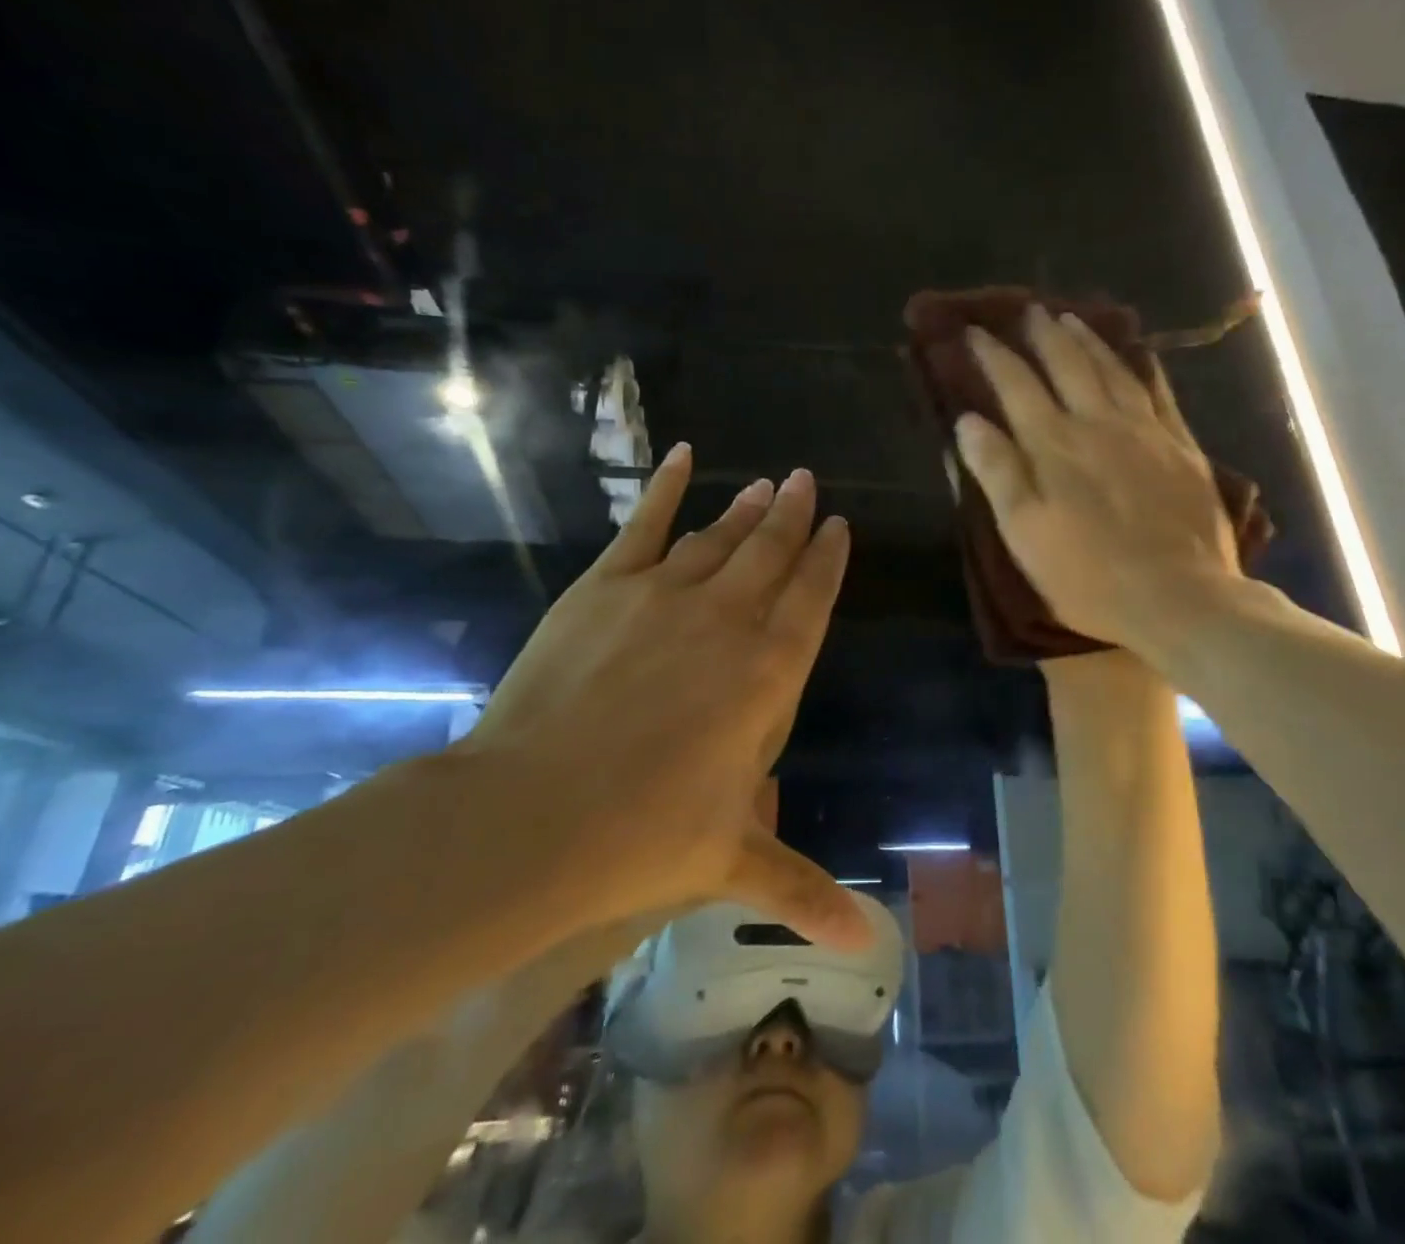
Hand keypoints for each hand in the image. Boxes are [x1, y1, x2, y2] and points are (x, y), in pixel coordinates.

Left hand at [463, 446, 865, 948]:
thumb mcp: (734, 864)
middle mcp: (729, 619)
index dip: (827, 559)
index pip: (812, 599)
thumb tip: (873, 947)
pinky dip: (666, 488)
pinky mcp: (606, 586)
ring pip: (720, 537)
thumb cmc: (645, 837)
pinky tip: (684, 456)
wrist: (531, 815)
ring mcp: (666, 594)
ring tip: (766, 483)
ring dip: (747, 508)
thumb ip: (805, 891)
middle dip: (794, 516)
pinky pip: (645, 524)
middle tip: (807, 481)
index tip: (837, 527)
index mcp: (769, 673)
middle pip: (772, 553)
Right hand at [955, 304, 1245, 653]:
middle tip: (1027, 311)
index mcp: (1053, 445)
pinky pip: (1157, 390)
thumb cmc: (1088, 575)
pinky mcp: (1180, 445)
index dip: (992, 356)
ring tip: (1070, 318)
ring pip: (1111, 369)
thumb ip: (997, 472)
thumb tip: (968, 420)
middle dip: (1041, 335)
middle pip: (1065, 365)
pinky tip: (1135, 354)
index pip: (1016, 385)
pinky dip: (1140, 365)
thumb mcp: (1024, 532)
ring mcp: (1144, 430)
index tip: (973, 332)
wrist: (1179, 597)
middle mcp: (1097, 424)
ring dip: (1086, 340)